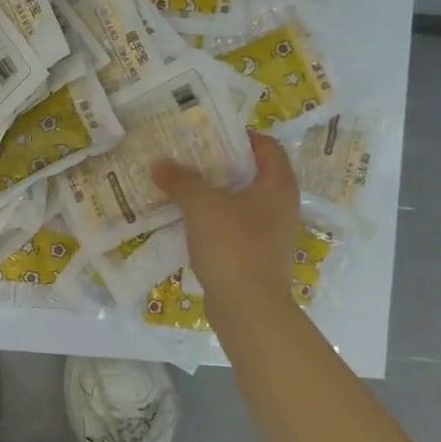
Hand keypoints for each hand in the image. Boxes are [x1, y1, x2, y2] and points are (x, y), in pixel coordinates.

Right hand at [152, 132, 299, 324]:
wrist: (249, 307)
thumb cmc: (233, 246)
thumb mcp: (202, 206)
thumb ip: (181, 181)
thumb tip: (159, 163)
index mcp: (278, 186)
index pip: (268, 147)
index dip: (241, 136)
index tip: (211, 133)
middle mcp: (281, 206)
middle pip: (253, 174)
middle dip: (221, 164)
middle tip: (189, 157)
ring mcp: (270, 234)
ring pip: (242, 202)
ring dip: (215, 193)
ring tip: (183, 186)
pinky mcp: (256, 256)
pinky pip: (234, 227)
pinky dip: (214, 220)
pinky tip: (188, 221)